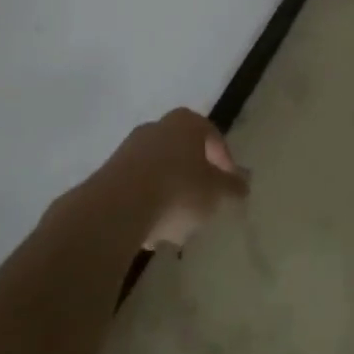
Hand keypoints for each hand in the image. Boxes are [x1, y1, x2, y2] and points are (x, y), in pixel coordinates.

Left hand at [103, 107, 249, 249]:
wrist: (118, 207)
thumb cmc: (178, 190)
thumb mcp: (216, 192)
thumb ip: (232, 187)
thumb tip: (244, 185)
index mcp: (187, 122)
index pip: (214, 137)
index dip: (225, 163)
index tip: (230, 188)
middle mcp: (157, 127)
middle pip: (184, 154)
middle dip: (195, 180)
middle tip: (204, 206)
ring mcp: (130, 148)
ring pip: (161, 172)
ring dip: (171, 196)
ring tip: (178, 228)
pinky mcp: (109, 173)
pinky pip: (138, 188)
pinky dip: (149, 205)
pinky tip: (152, 231)